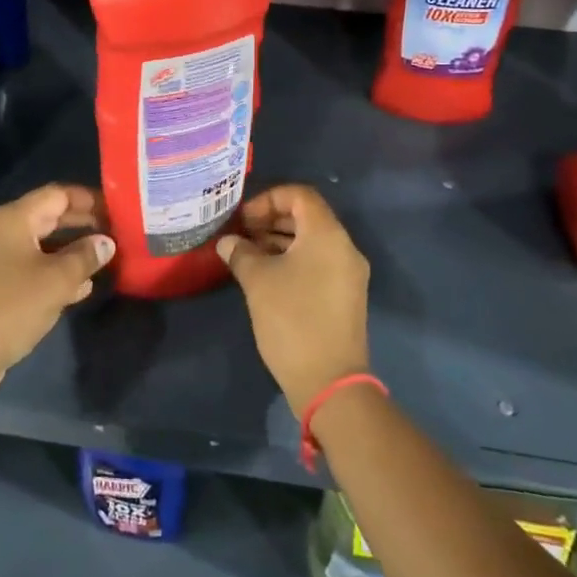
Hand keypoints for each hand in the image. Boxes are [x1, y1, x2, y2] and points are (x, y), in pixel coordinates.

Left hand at [0, 184, 112, 397]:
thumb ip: (85, 257)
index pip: (58, 194)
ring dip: (74, 250)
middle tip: (117, 232)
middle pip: (51, 217)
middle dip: (84, 223)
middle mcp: (4, 231)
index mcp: (15, 219)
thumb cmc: (10, 307)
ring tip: (106, 259)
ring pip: (45, 245)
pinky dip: (57, 272)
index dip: (89, 198)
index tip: (118, 209)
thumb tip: (106, 242)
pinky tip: (81, 287)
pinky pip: (34, 268)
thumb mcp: (56, 281)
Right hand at [217, 185, 371, 414]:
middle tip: (242, 234)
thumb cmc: (292, 319)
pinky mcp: (346, 295)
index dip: (268, 199)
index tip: (243, 219)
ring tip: (248, 254)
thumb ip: (240, 252)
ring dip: (280, 240)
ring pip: (312, 241)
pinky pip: (319, 262)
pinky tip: (267, 275)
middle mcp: (344, 247)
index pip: (300, 195)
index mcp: (327, 234)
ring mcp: (349, 273)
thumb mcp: (258, 280)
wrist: (330, 381)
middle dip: (272, 219)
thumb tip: (228, 242)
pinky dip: (293, 259)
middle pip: (308, 216)